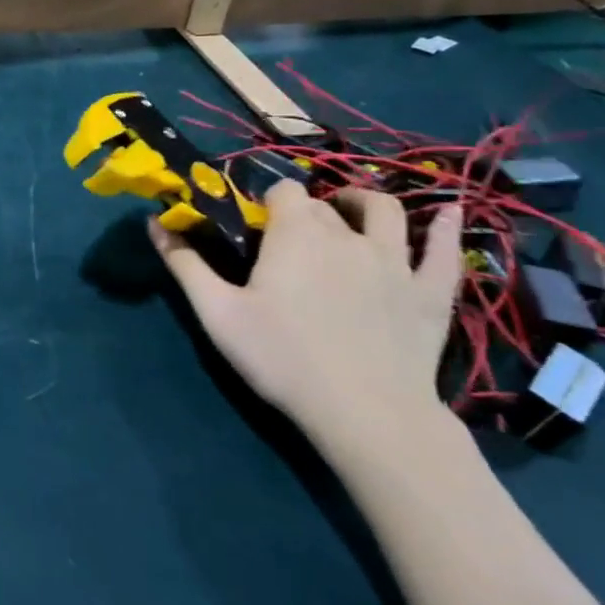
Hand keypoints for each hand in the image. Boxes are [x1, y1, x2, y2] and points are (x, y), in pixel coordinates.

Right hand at [150, 180, 462, 459]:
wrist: (366, 414)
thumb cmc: (282, 357)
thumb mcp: (216, 311)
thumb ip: (184, 263)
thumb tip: (153, 223)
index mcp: (296, 234)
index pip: (283, 191)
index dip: (267, 202)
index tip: (254, 227)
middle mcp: (347, 234)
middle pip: (324, 204)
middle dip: (304, 212)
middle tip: (285, 241)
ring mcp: (396, 261)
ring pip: (385, 212)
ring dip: (364, 203)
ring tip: (348, 212)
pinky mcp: (431, 292)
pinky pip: (445, 250)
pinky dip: (447, 227)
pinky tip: (451, 213)